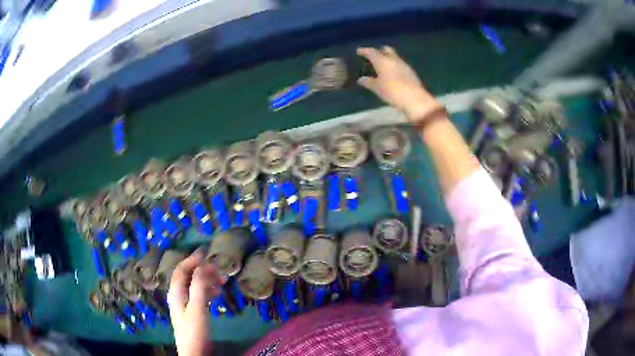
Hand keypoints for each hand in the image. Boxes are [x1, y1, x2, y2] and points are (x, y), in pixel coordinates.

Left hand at [168, 249, 225, 355]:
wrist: (194, 352)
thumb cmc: (194, 330)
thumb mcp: (197, 308)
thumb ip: (198, 287)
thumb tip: (202, 266)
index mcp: (176, 292)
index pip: (181, 270)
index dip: (192, 260)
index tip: (206, 253)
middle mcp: (178, 295)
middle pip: (188, 277)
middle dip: (202, 271)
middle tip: (219, 270)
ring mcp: (185, 304)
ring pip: (195, 286)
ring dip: (207, 281)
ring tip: (222, 281)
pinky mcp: (192, 312)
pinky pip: (198, 295)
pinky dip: (207, 290)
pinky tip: (217, 293)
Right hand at [357, 47, 441, 122]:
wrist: (415, 100)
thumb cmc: (392, 92)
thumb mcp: (377, 88)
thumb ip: (368, 82)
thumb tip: (361, 79)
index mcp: (383, 61)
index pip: (371, 52)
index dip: (364, 51)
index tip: (359, 51)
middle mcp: (394, 59)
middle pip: (386, 50)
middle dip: (379, 51)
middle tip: (373, 56)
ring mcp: (404, 65)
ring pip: (394, 57)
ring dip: (388, 59)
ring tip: (382, 66)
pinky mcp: (411, 72)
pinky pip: (400, 64)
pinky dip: (394, 66)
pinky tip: (392, 73)